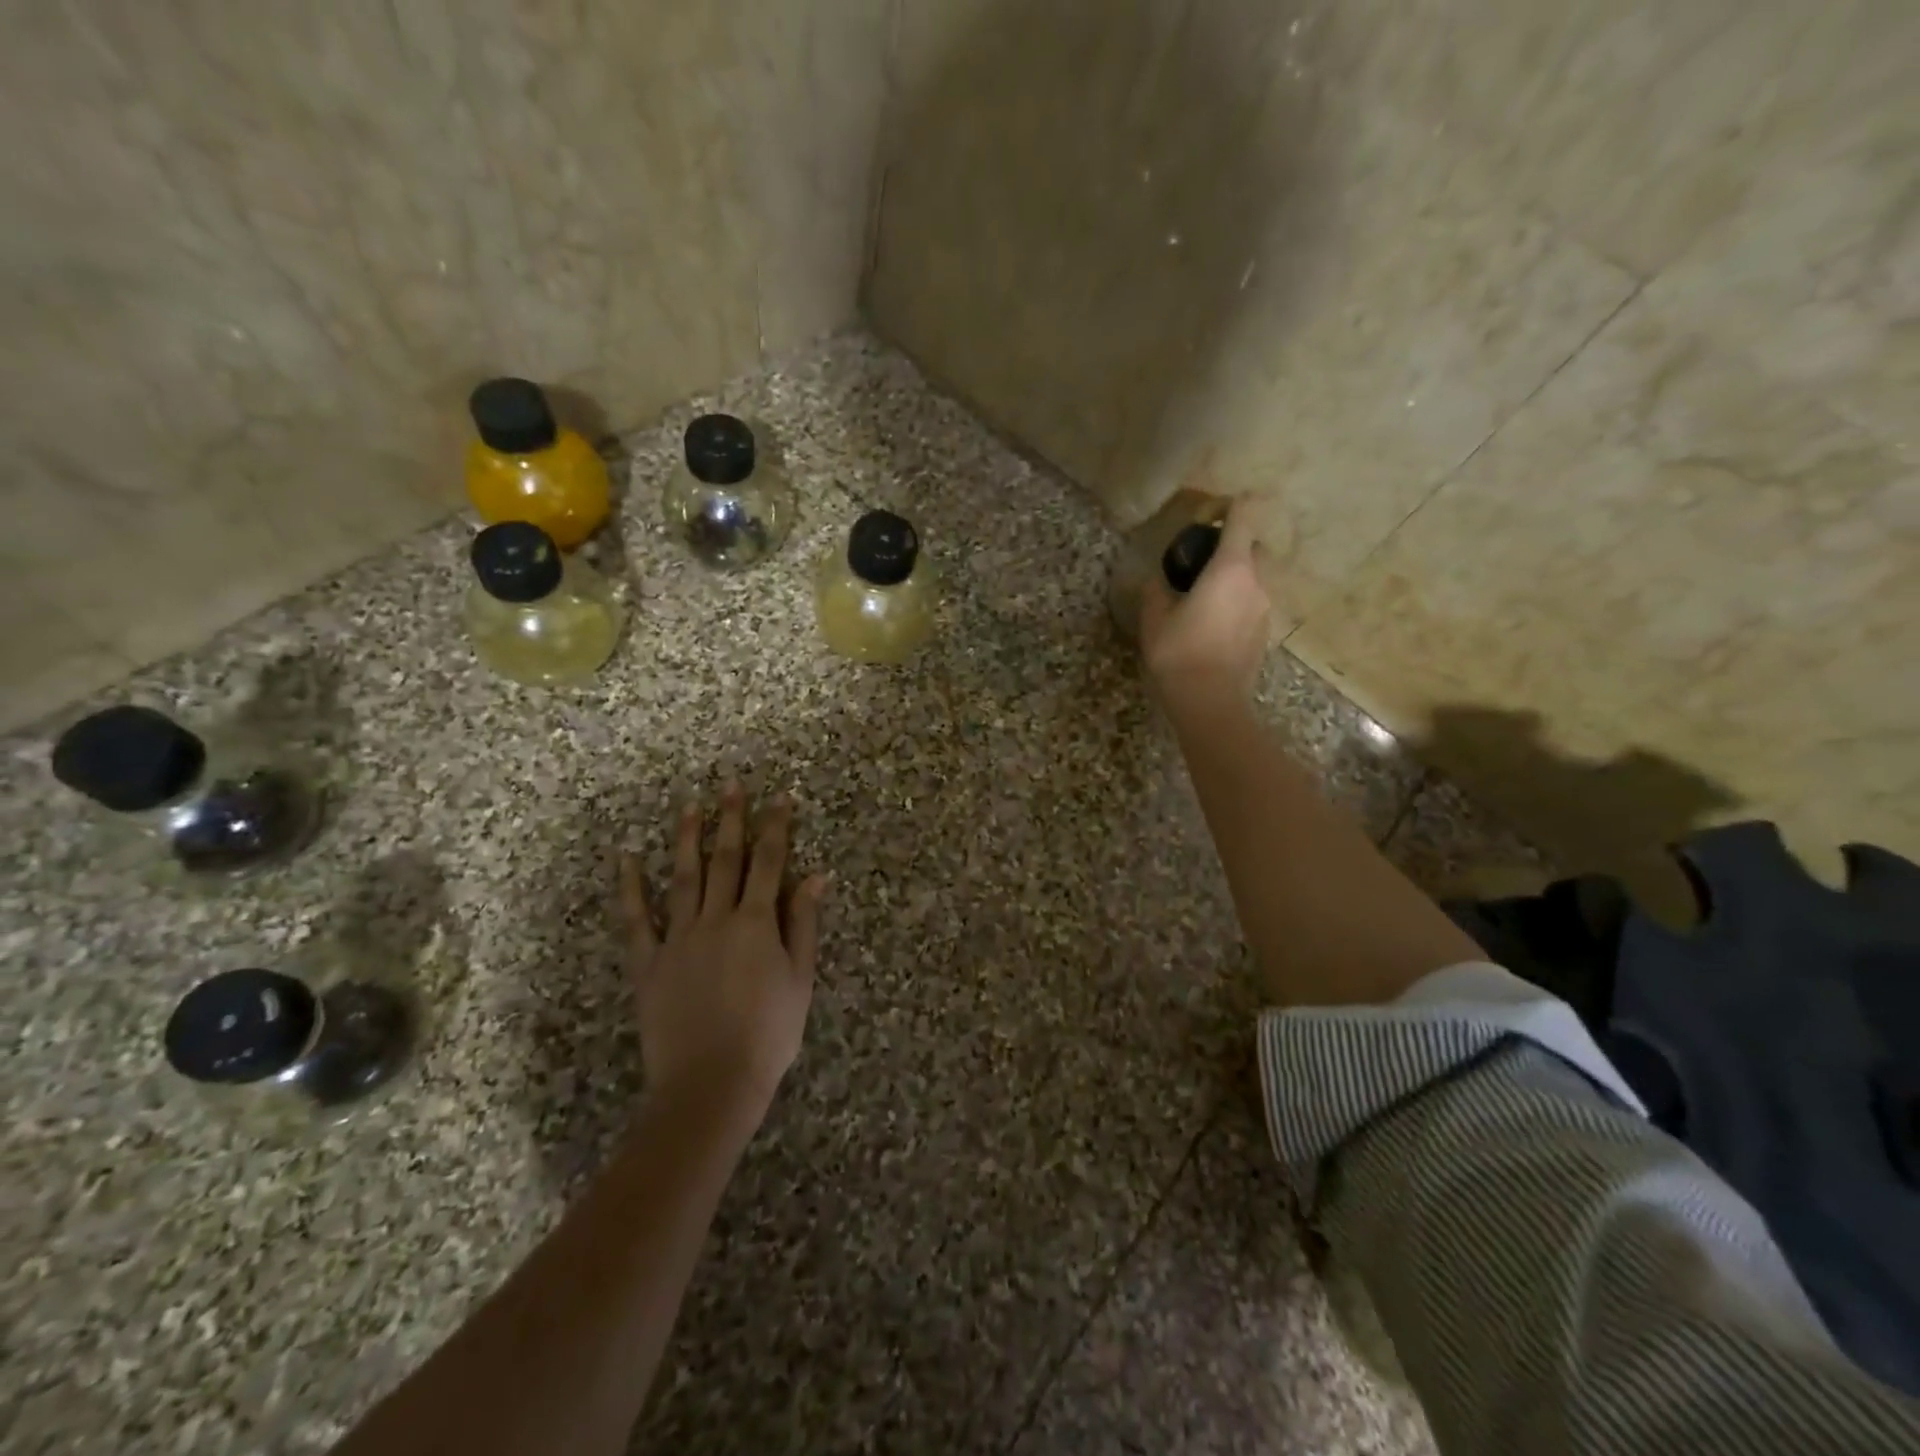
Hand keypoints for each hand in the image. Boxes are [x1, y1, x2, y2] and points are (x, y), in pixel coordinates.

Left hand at [618, 784, 825, 1126]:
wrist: (711, 1084)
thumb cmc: (768, 1034)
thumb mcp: (800, 979)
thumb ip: (804, 923)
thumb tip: (816, 874)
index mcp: (757, 923)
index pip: (770, 863)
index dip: (776, 827)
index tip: (779, 797)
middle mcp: (717, 919)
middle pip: (726, 860)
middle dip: (731, 819)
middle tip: (730, 784)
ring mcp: (678, 939)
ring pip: (683, 877)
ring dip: (686, 839)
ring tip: (689, 805)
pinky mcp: (649, 964)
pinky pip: (636, 919)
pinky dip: (630, 887)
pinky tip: (626, 858)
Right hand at [1140, 499, 1272, 714]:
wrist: (1210, 702)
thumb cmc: (1178, 653)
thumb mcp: (1154, 618)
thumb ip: (1157, 590)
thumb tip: (1158, 581)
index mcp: (1230, 569)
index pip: (1244, 517)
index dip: (1229, 507)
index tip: (1209, 516)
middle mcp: (1256, 582)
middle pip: (1253, 549)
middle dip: (1232, 549)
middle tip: (1201, 566)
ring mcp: (1265, 610)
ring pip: (1255, 580)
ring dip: (1234, 581)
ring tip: (1204, 601)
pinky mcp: (1265, 634)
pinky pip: (1253, 605)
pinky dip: (1237, 605)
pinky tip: (1212, 627)